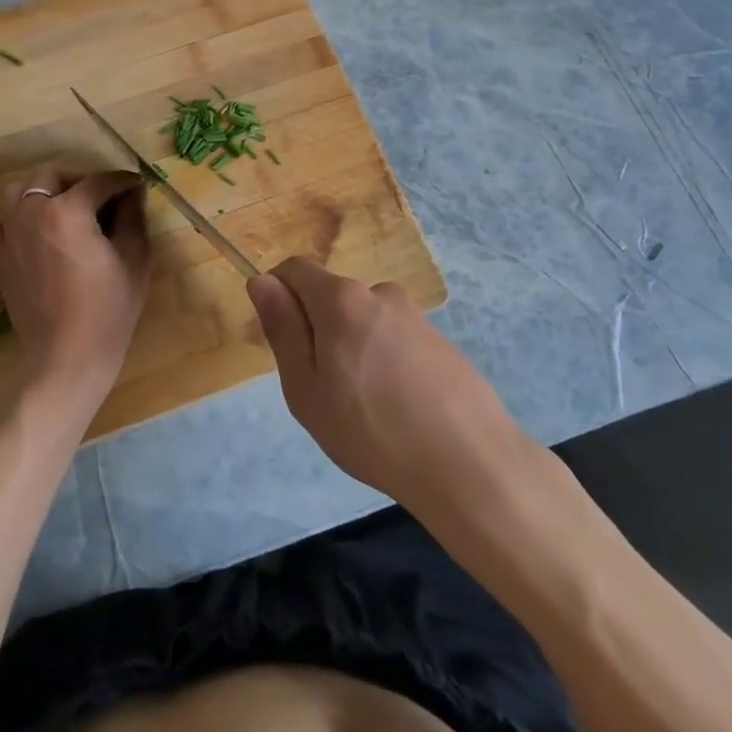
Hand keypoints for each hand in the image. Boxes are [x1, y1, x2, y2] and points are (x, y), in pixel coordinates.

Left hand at [0, 167, 150, 412]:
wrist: (66, 357)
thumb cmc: (108, 309)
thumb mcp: (134, 258)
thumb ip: (133, 216)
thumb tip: (134, 191)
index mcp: (67, 211)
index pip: (98, 182)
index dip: (122, 181)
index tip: (138, 186)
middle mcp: (31, 213)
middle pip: (51, 175)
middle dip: (80, 179)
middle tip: (103, 198)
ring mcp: (9, 235)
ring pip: (20, 191)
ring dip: (45, 191)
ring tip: (68, 209)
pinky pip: (5, 220)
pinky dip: (23, 216)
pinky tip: (43, 233)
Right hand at [247, 257, 527, 511]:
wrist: (469, 463)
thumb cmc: (371, 429)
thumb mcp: (306, 388)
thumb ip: (283, 329)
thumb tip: (262, 281)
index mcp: (341, 299)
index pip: (296, 268)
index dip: (278, 294)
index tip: (282, 342)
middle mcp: (380, 294)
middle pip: (331, 296)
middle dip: (316, 329)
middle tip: (323, 390)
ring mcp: (415, 316)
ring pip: (363, 321)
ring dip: (352, 348)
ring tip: (364, 407)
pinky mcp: (440, 341)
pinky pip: (393, 339)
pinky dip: (383, 361)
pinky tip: (397, 408)